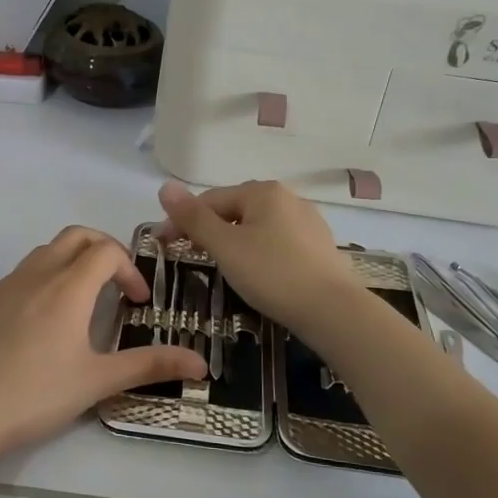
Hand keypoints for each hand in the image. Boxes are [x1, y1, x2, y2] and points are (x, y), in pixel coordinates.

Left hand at [0, 226, 206, 467]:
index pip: (106, 251)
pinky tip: (38, 327)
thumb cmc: (35, 396)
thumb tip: (201, 362)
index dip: (130, 269)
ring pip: (43, 253)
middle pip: (74, 237)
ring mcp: (2, 288)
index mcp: (66, 288)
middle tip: (115, 284)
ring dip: (69, 263)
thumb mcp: (97, 382)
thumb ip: (149, 366)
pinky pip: (17, 278)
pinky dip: (40, 283)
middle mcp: (34, 276)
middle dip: (102, 249)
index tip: (137, 303)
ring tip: (80, 303)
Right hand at [157, 180, 363, 336]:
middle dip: (209, 229)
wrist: (332, 311)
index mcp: (263, 191)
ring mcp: (308, 221)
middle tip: (191, 256)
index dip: (182, 220)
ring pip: (257, 226)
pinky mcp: (319, 245)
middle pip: (235, 209)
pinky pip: (278, 241)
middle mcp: (288, 197)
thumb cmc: (272, 274)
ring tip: (222, 265)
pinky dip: (259, 251)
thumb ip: (194, 218)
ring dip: (234, 240)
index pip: (210, 200)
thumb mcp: (225, 247)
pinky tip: (258, 272)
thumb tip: (165, 187)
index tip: (164, 245)